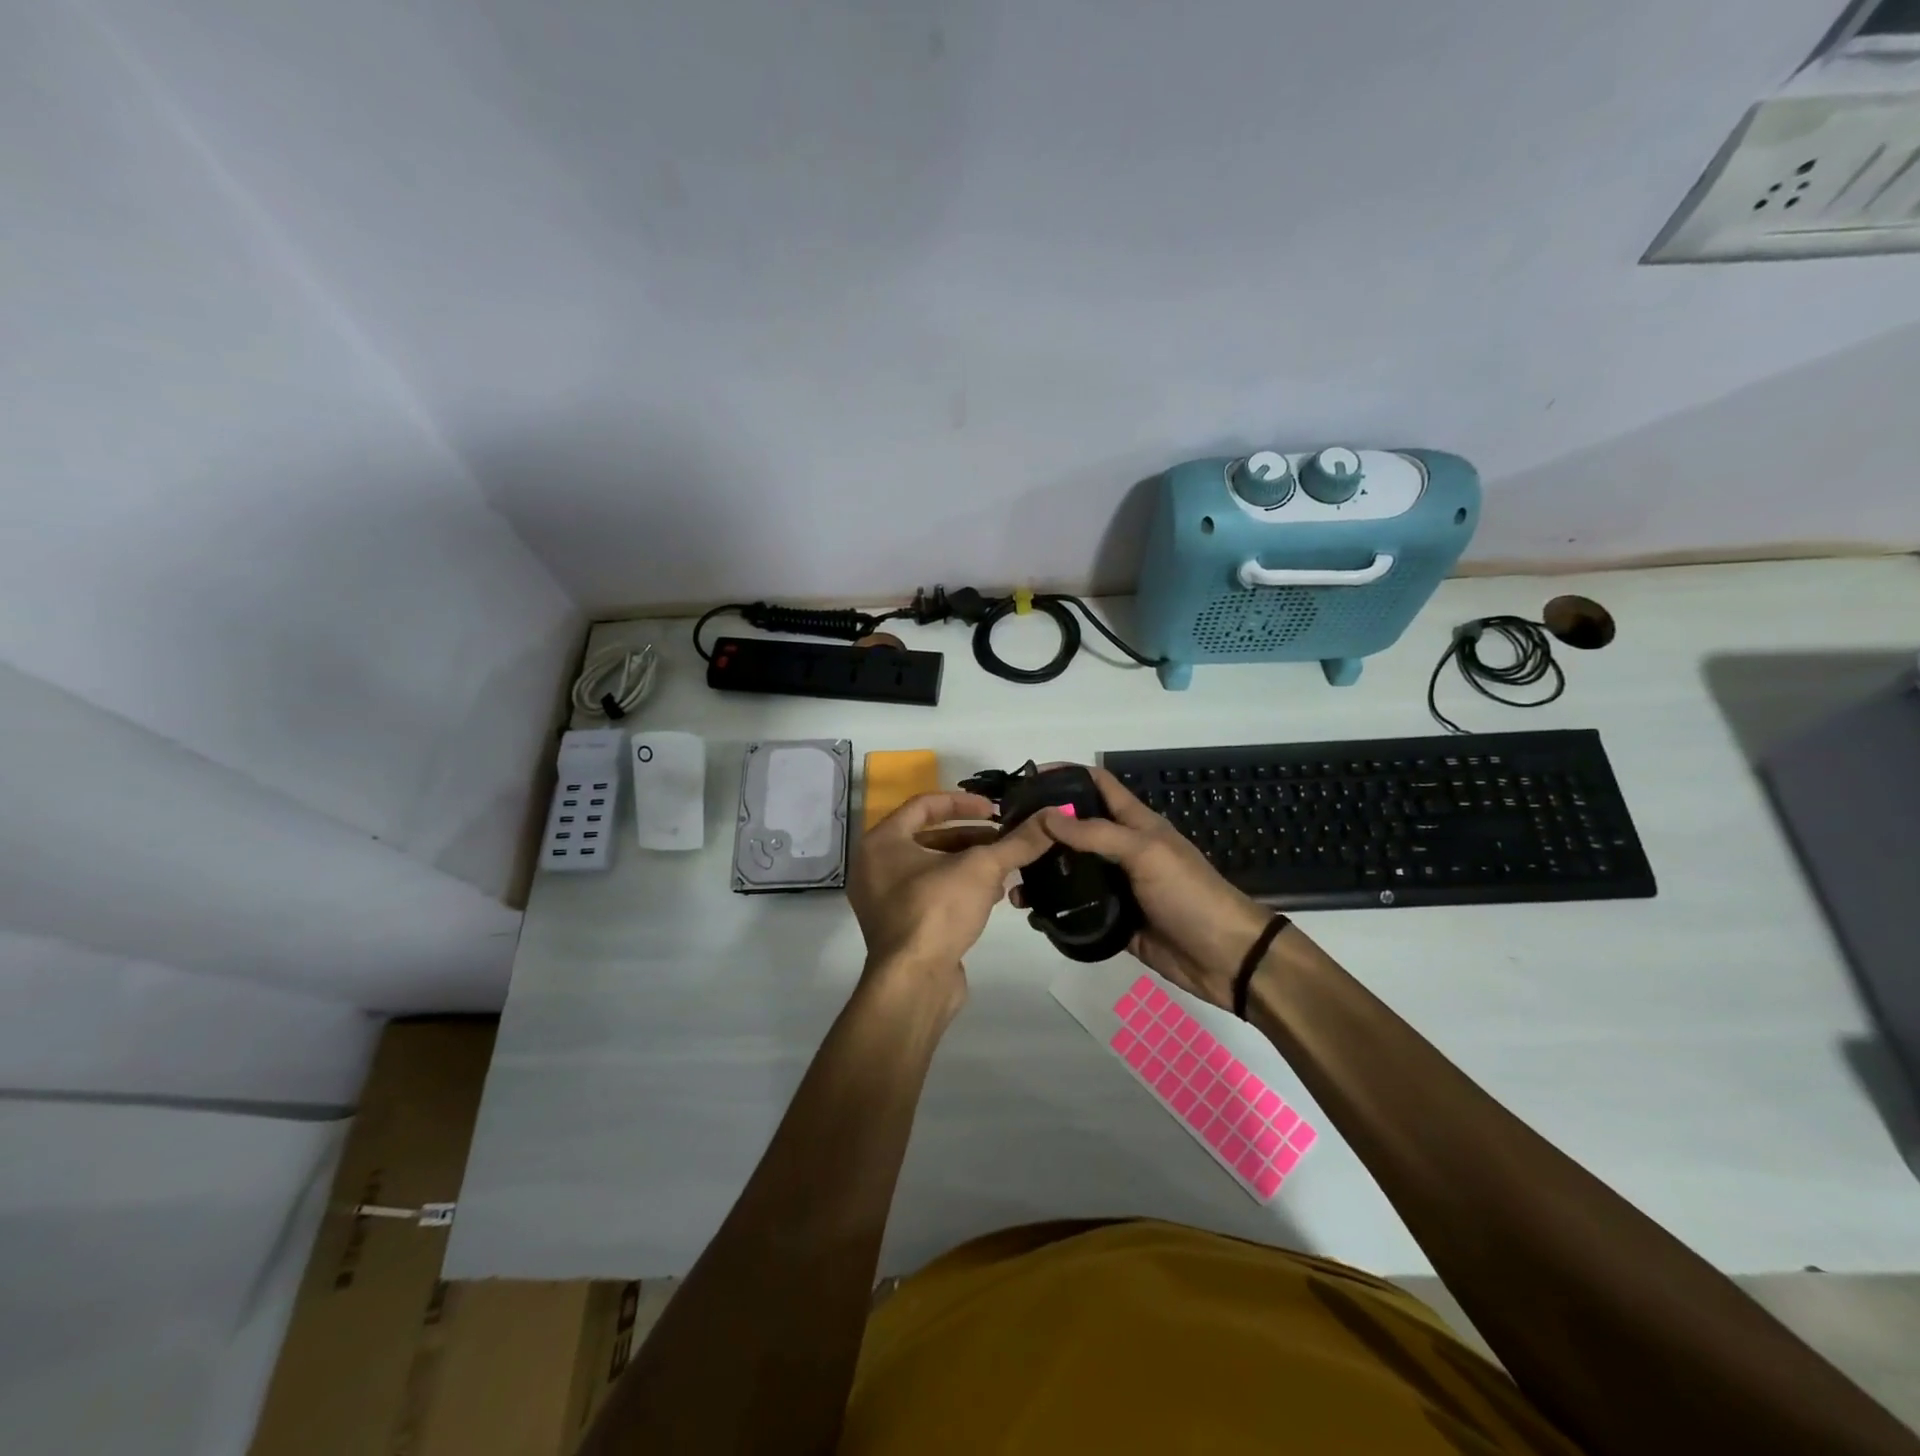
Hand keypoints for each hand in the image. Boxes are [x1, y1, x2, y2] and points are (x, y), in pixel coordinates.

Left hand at [848, 792, 1052, 1005]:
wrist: (914, 983)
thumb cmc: (937, 910)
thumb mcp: (982, 869)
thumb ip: (1018, 842)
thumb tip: (1056, 815)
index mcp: (882, 842)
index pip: (924, 805)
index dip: (963, 802)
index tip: (996, 810)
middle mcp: (875, 866)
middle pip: (930, 837)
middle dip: (971, 837)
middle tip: (1005, 839)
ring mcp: (885, 900)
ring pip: (933, 868)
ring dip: (970, 864)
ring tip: (1006, 867)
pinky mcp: (900, 926)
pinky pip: (931, 894)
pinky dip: (960, 889)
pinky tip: (994, 896)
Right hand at [1014, 767, 1271, 1007]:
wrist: (1224, 957)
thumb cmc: (1188, 893)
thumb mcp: (1145, 852)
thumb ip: (1096, 833)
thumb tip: (1046, 815)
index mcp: (1134, 824)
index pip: (1097, 785)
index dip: (1066, 775)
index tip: (1028, 779)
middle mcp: (1120, 849)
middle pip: (1075, 828)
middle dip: (1042, 826)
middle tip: (1006, 833)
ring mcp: (1115, 886)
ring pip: (1070, 870)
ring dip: (1042, 870)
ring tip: (1010, 877)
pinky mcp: (1111, 919)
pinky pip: (1075, 909)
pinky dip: (1052, 908)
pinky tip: (1029, 912)